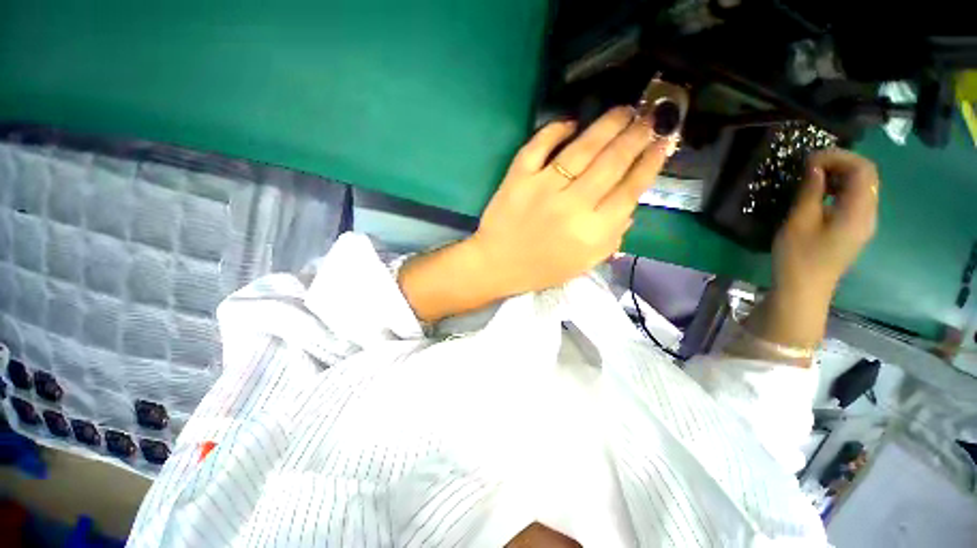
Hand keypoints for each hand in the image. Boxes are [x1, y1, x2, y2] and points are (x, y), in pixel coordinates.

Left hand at [398, 107, 671, 321]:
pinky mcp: (517, 178)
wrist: (497, 265)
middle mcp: (572, 206)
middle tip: (652, 116)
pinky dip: (556, 129)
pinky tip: (571, 122)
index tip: (665, 142)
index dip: (651, 163)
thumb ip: (612, 237)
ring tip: (624, 110)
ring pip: (582, 148)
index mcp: (592, 232)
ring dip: (607, 124)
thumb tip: (629, 204)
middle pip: (612, 162)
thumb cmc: (542, 269)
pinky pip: (539, 145)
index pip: (630, 190)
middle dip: (637, 135)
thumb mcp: (585, 263)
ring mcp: (543, 188)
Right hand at [774, 149, 879, 298]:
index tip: (809, 160)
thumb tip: (814, 167)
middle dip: (839, 164)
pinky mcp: (854, 229)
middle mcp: (869, 214)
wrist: (803, 290)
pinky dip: (838, 190)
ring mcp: (864, 223)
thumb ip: (810, 192)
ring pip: (861, 187)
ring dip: (838, 176)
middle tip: (809, 166)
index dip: (839, 157)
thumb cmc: (798, 258)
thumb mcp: (799, 222)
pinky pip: (854, 200)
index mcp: (859, 212)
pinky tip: (818, 194)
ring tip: (811, 178)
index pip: (863, 170)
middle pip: (866, 176)